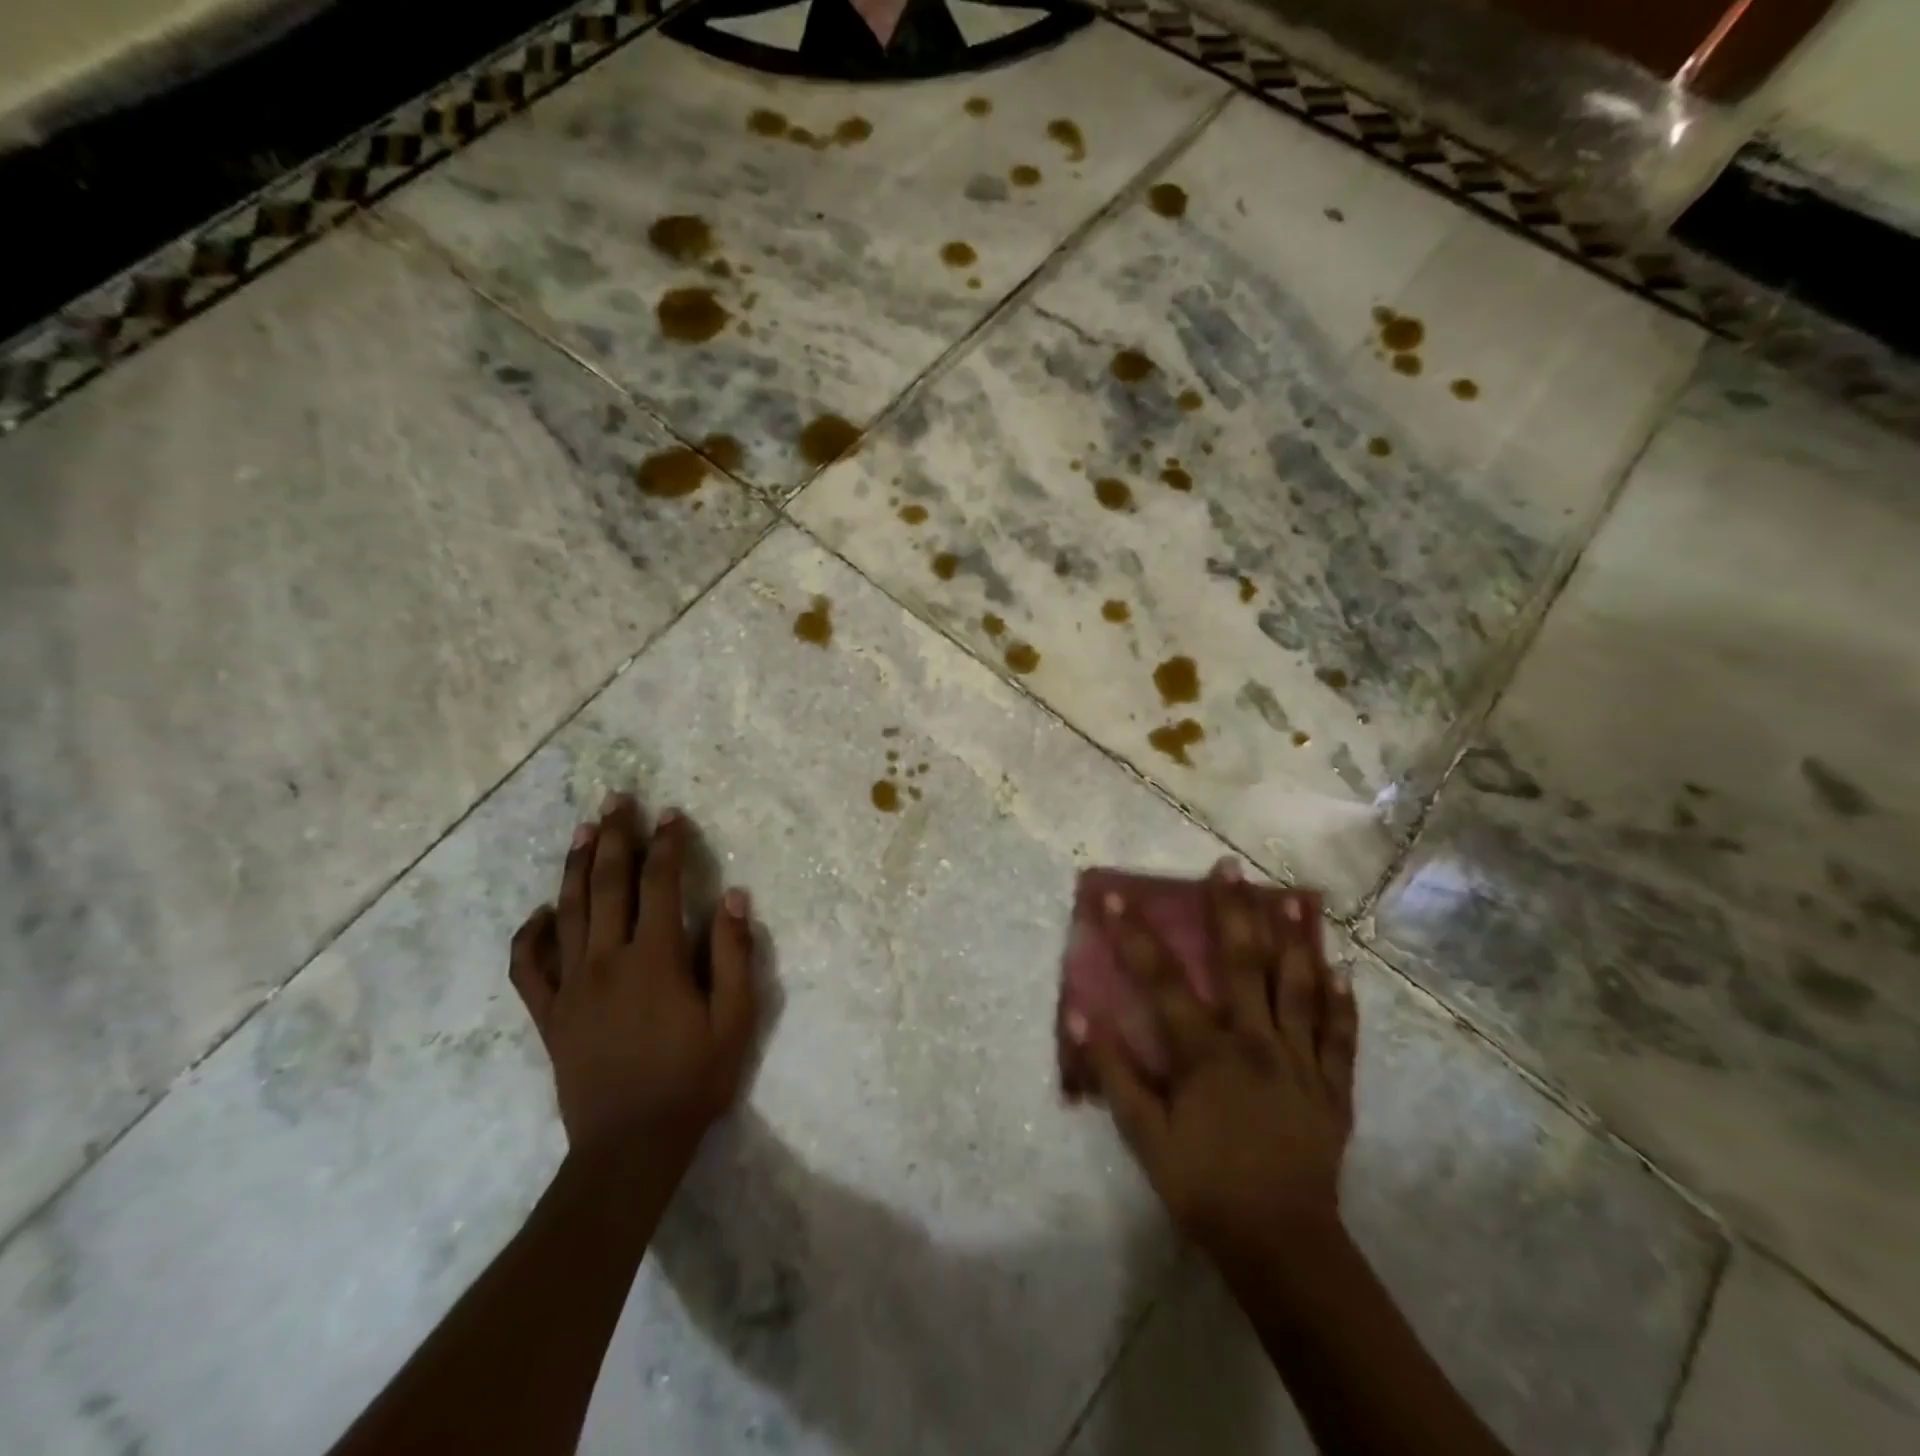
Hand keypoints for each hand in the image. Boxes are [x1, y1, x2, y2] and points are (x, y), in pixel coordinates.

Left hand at [508, 794, 758, 1165]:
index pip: (659, 884)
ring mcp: (571, 986)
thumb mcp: (735, 1020)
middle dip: (615, 837)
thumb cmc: (693, 1080)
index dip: (667, 844)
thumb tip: (733, 896)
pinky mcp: (549, 1014)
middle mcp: (606, 961)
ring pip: (568, 912)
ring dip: (576, 867)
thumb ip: (734, 954)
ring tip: (584, 831)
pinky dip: (530, 934)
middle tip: (617, 799)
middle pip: (608, 884)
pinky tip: (541, 912)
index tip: (672, 814)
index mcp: (654, 959)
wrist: (630, 1147)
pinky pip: (528, 967)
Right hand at [1072, 862, 1358, 1264]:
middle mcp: (1255, 1041)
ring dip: (1295, 938)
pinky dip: (1342, 1002)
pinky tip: (1343, 970)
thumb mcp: (1145, 1135)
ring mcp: (1300, 1061)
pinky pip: (1340, 1036)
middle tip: (1229, 866)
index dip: (1134, 935)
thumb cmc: (1204, 1186)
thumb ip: (1114, 1072)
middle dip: (1232, 910)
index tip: (1114, 896)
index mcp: (1205, 1052)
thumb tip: (1079, 1016)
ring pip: (1299, 987)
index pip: (1162, 980)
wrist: (1282, 1245)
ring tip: (1294, 897)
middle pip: (1243, 964)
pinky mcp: (1332, 1087)